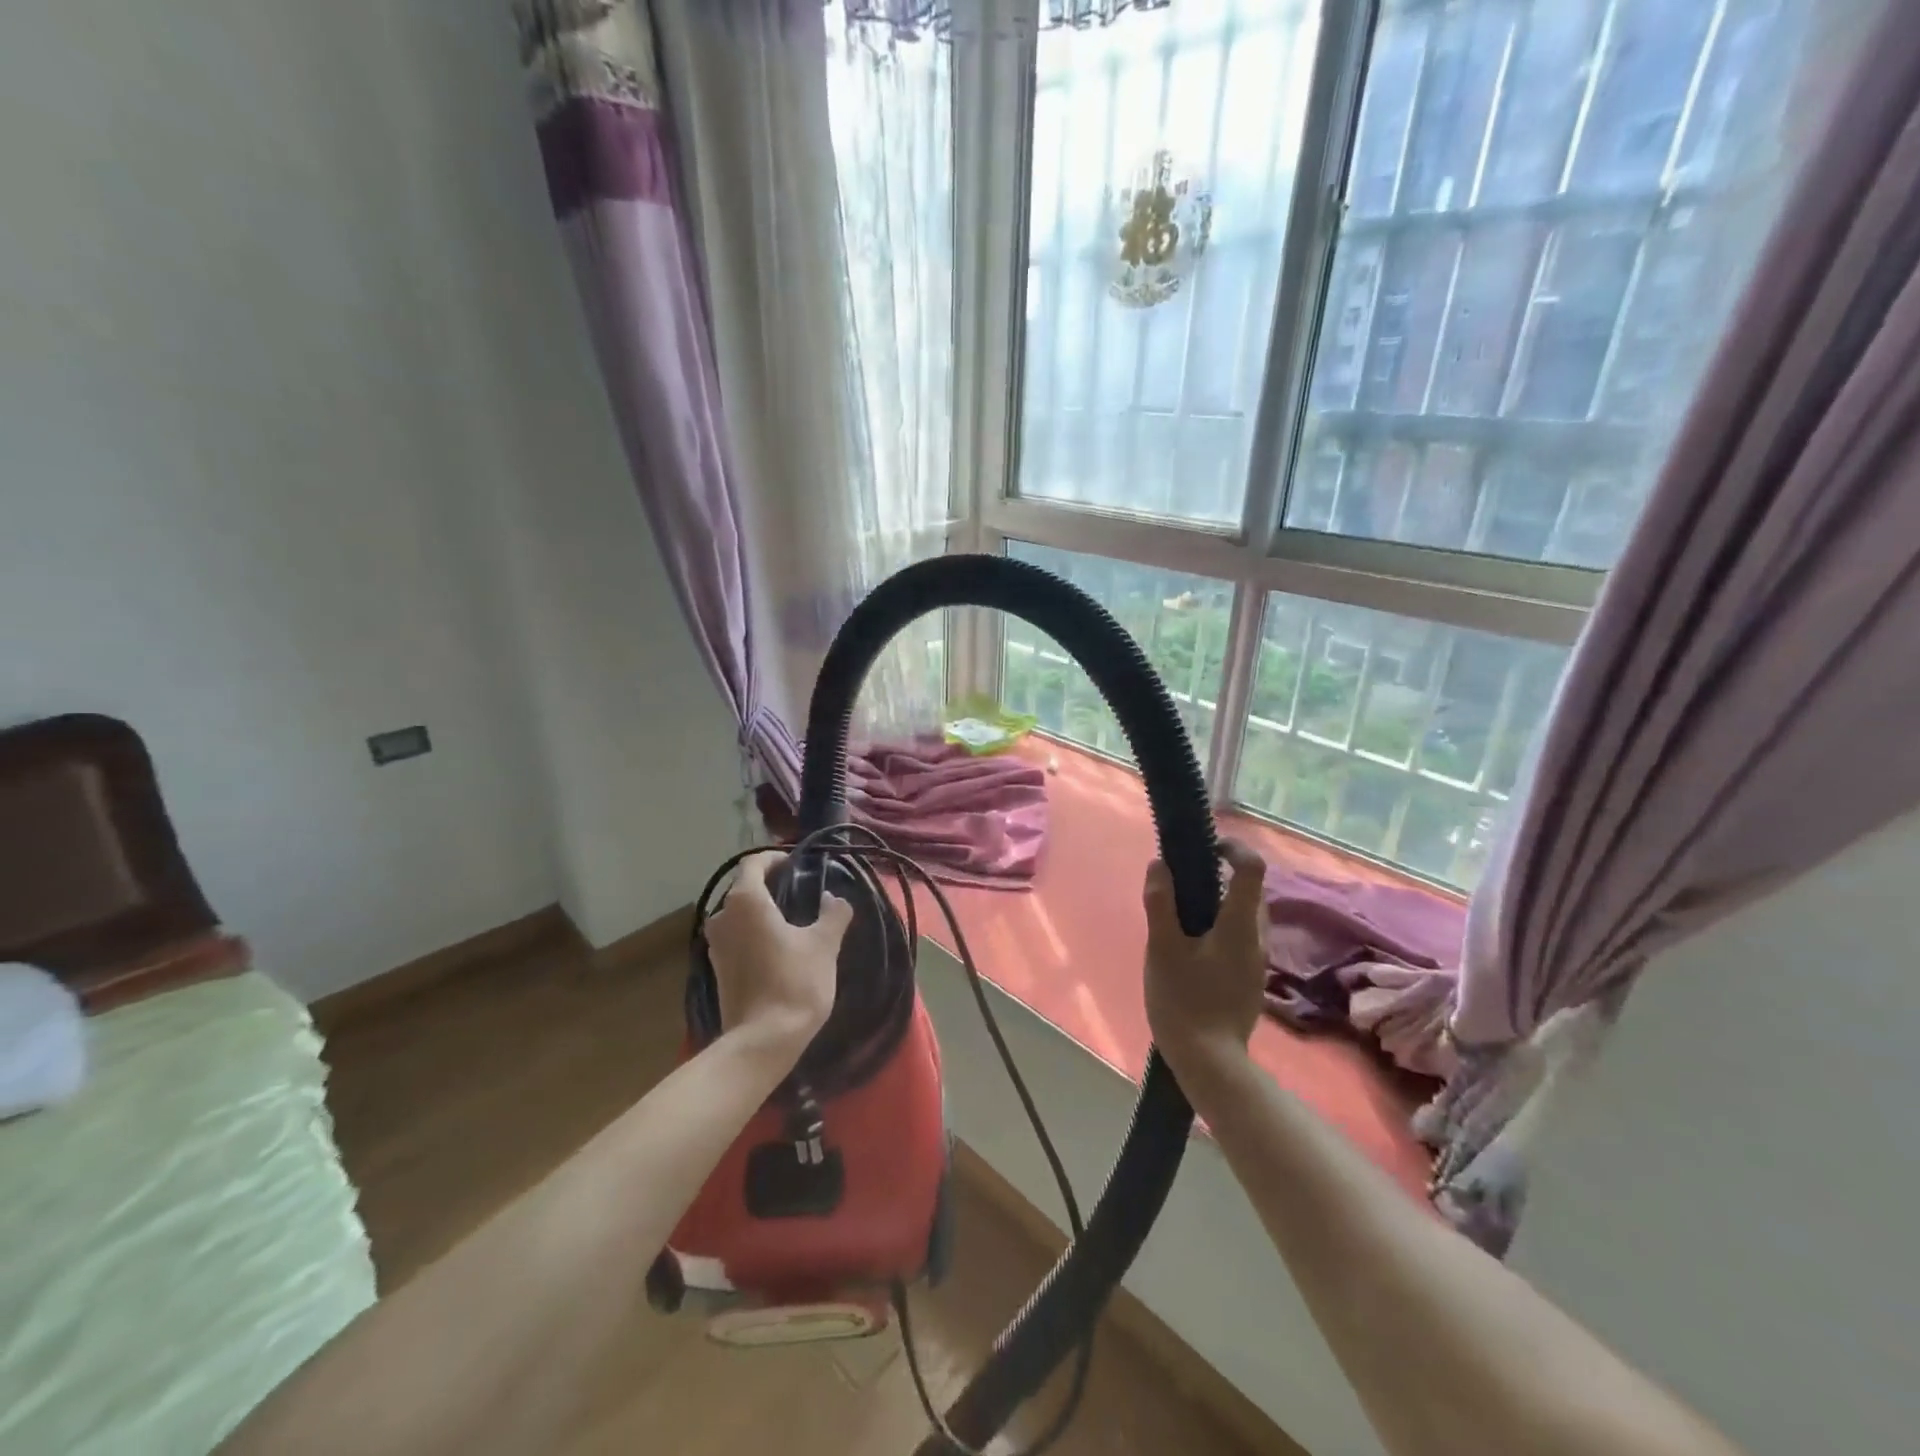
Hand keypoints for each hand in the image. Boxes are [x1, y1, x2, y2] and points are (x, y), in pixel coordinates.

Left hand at [704, 851, 851, 1058]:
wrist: (763, 1041)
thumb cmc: (794, 982)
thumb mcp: (824, 944)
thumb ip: (833, 913)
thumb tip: (834, 899)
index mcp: (745, 901)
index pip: (753, 863)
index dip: (775, 859)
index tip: (797, 865)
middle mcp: (722, 916)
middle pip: (744, 888)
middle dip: (770, 886)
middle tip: (800, 892)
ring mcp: (715, 945)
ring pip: (738, 915)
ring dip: (761, 912)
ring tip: (792, 921)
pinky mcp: (717, 969)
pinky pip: (736, 938)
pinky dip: (754, 934)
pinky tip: (778, 948)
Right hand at [1143, 838, 1268, 1079]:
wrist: (1210, 1063)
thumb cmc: (1184, 1000)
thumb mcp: (1163, 948)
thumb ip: (1161, 903)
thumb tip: (1160, 864)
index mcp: (1240, 925)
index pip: (1252, 868)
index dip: (1233, 848)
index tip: (1206, 847)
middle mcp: (1256, 938)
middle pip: (1248, 891)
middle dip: (1219, 877)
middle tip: (1181, 883)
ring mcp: (1256, 961)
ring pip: (1243, 916)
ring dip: (1217, 904)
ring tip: (1179, 916)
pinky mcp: (1249, 979)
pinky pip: (1238, 938)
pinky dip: (1218, 927)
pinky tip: (1190, 948)